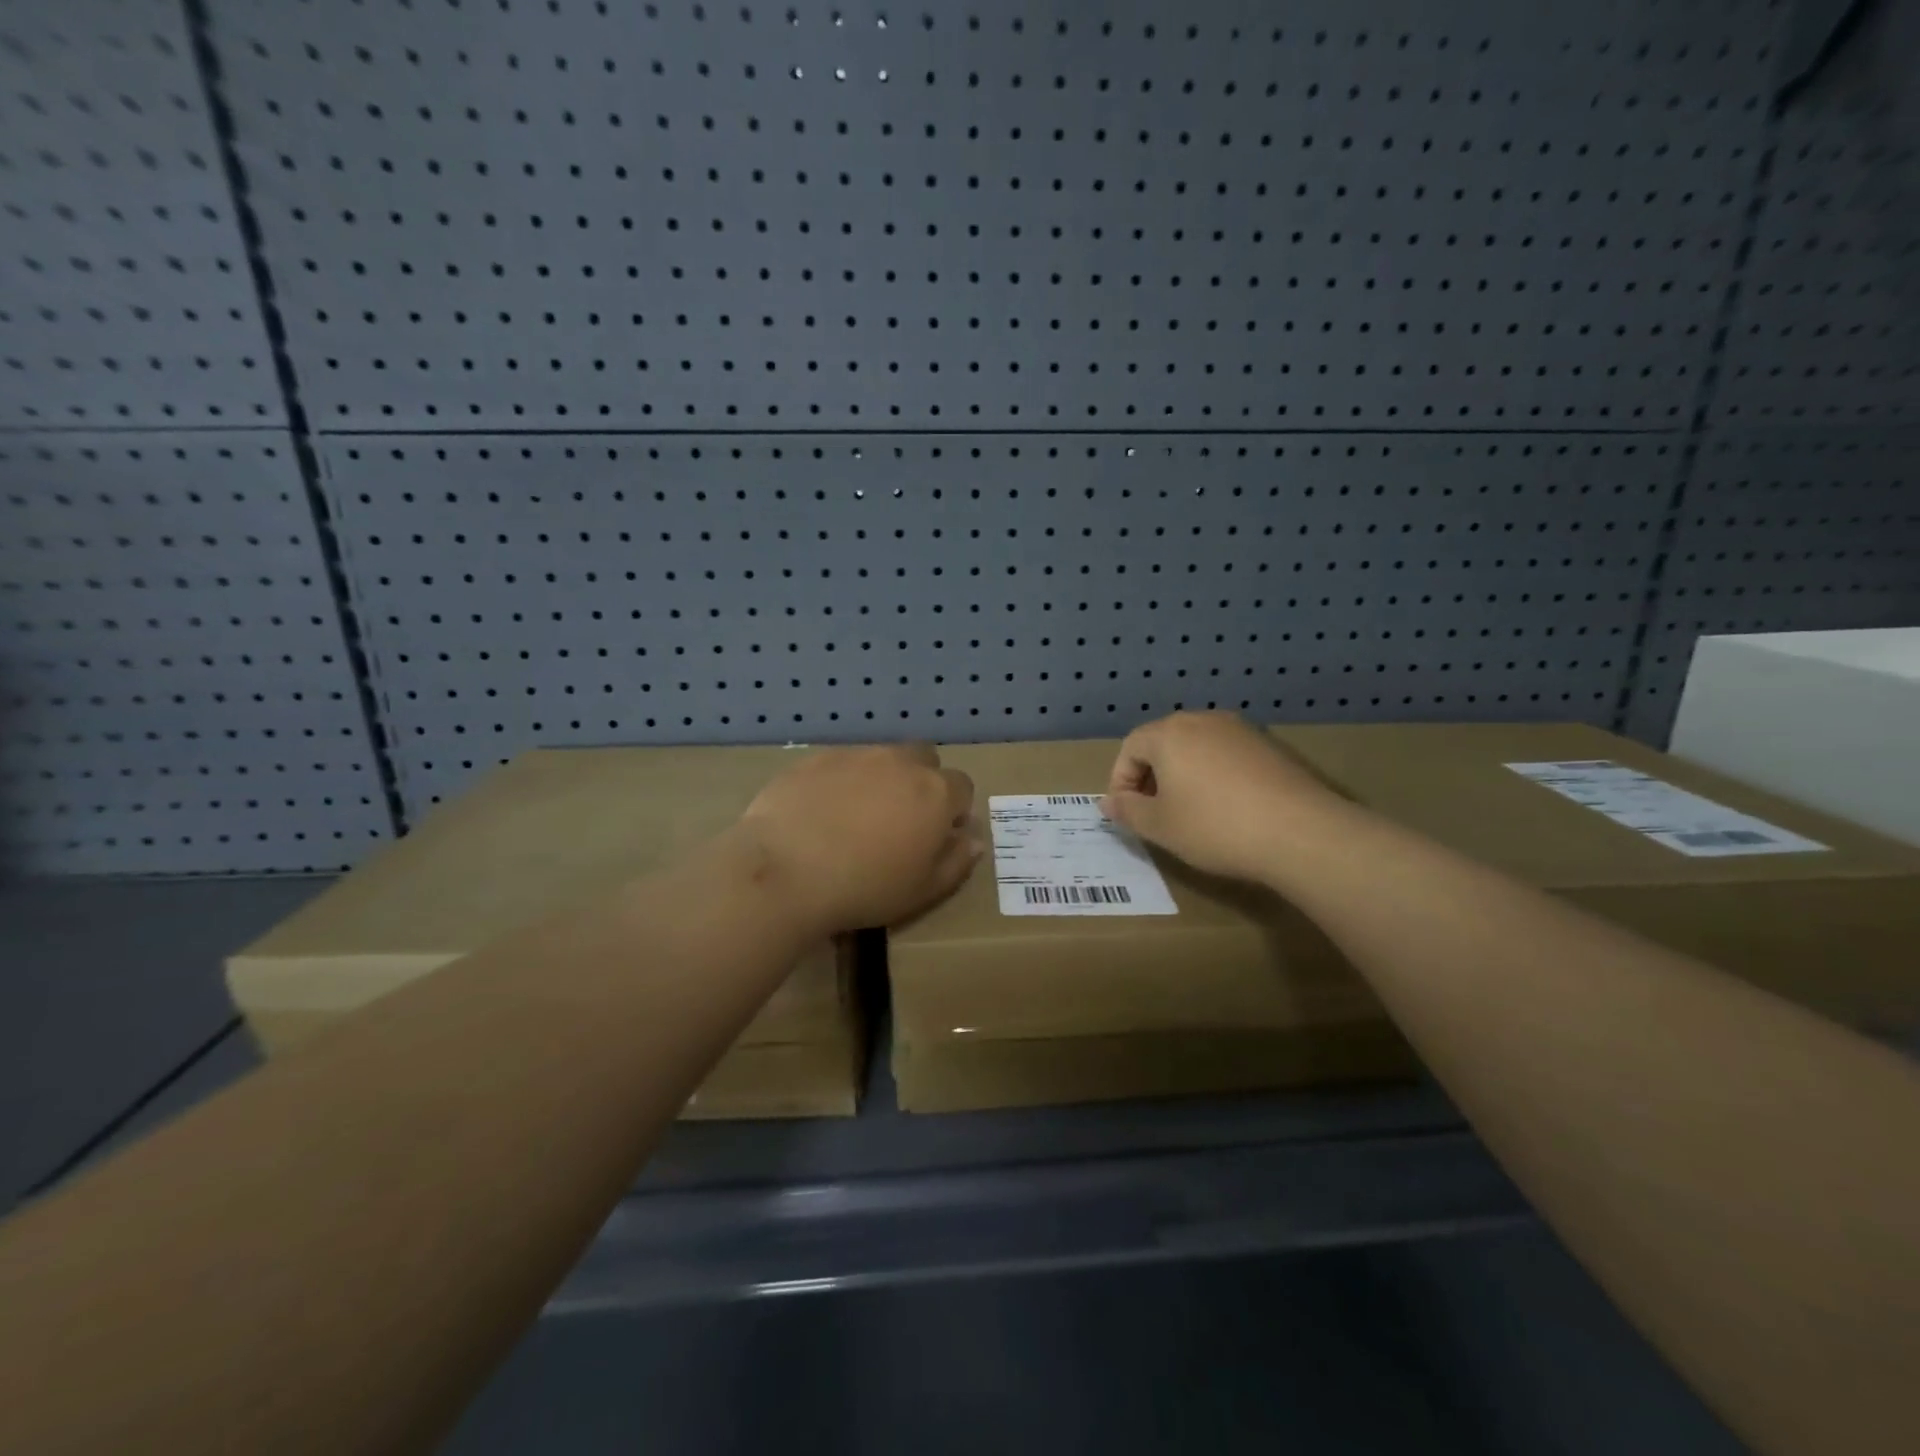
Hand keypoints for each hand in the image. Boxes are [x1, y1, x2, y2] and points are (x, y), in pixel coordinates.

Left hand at [739, 744, 980, 931]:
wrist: (785, 871)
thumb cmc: (865, 888)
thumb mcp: (923, 890)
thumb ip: (956, 862)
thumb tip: (973, 840)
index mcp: (935, 793)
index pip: (962, 787)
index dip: (954, 811)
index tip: (937, 836)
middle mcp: (900, 762)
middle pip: (925, 759)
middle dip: (921, 782)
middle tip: (900, 820)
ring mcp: (856, 755)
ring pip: (882, 758)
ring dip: (881, 779)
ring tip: (856, 817)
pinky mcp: (816, 758)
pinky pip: (841, 764)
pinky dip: (841, 781)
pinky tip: (821, 813)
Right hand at [1102, 712, 1344, 882]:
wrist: (1301, 833)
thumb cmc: (1215, 827)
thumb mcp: (1159, 826)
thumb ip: (1127, 810)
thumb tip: (1109, 802)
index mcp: (1170, 733)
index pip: (1130, 748)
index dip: (1120, 780)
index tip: (1127, 813)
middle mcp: (1204, 720)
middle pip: (1163, 742)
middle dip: (1151, 776)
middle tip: (1154, 812)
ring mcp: (1242, 730)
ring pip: (1197, 747)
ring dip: (1184, 775)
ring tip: (1190, 811)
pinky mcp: (1271, 746)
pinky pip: (1227, 755)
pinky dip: (1215, 775)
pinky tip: (1227, 808)